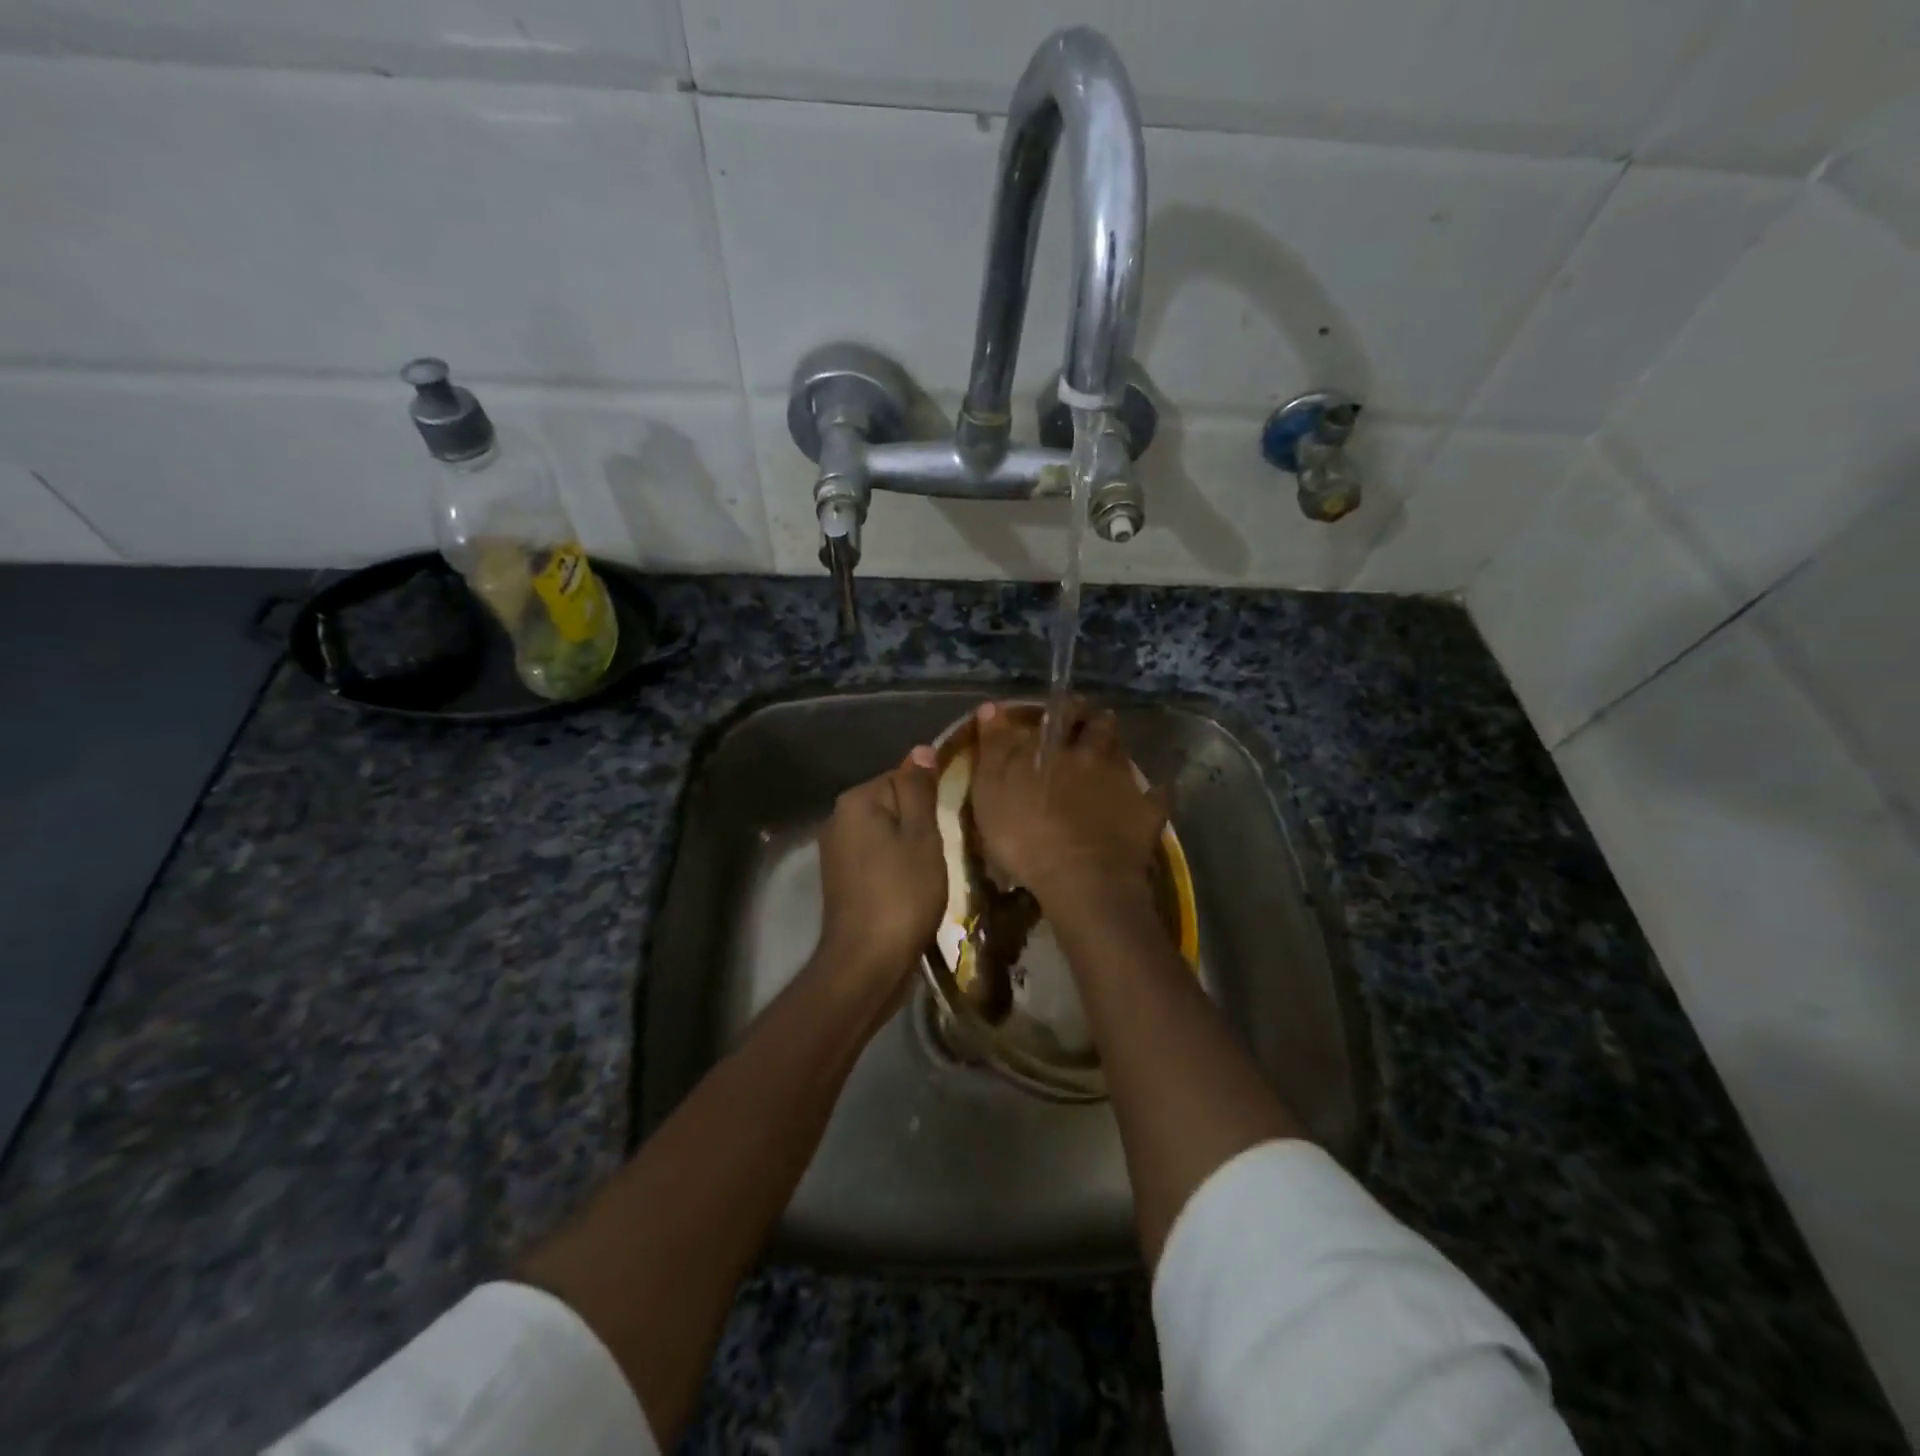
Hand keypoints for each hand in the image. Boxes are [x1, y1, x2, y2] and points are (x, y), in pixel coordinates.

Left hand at [814, 745, 945, 1001]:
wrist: (867, 962)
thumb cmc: (902, 894)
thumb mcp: (922, 836)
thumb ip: (919, 790)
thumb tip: (921, 750)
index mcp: (856, 801)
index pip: (902, 777)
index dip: (930, 799)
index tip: (950, 823)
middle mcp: (838, 819)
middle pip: (892, 805)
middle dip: (920, 823)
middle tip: (945, 850)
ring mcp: (835, 851)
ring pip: (886, 834)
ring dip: (910, 848)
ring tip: (932, 872)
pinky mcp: (840, 879)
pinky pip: (876, 858)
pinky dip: (895, 867)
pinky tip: (913, 888)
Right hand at [970, 699, 1168, 916]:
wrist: (1081, 879)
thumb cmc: (1025, 835)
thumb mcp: (990, 792)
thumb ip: (993, 748)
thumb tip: (991, 706)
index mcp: (1056, 748)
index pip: (1063, 712)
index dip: (1064, 706)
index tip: (1064, 706)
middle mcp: (1094, 756)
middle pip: (1101, 728)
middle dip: (1097, 722)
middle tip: (1091, 726)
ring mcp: (1124, 784)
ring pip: (1124, 755)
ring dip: (1118, 752)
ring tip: (1111, 757)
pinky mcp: (1146, 815)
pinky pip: (1156, 797)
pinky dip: (1152, 793)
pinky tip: (1151, 795)